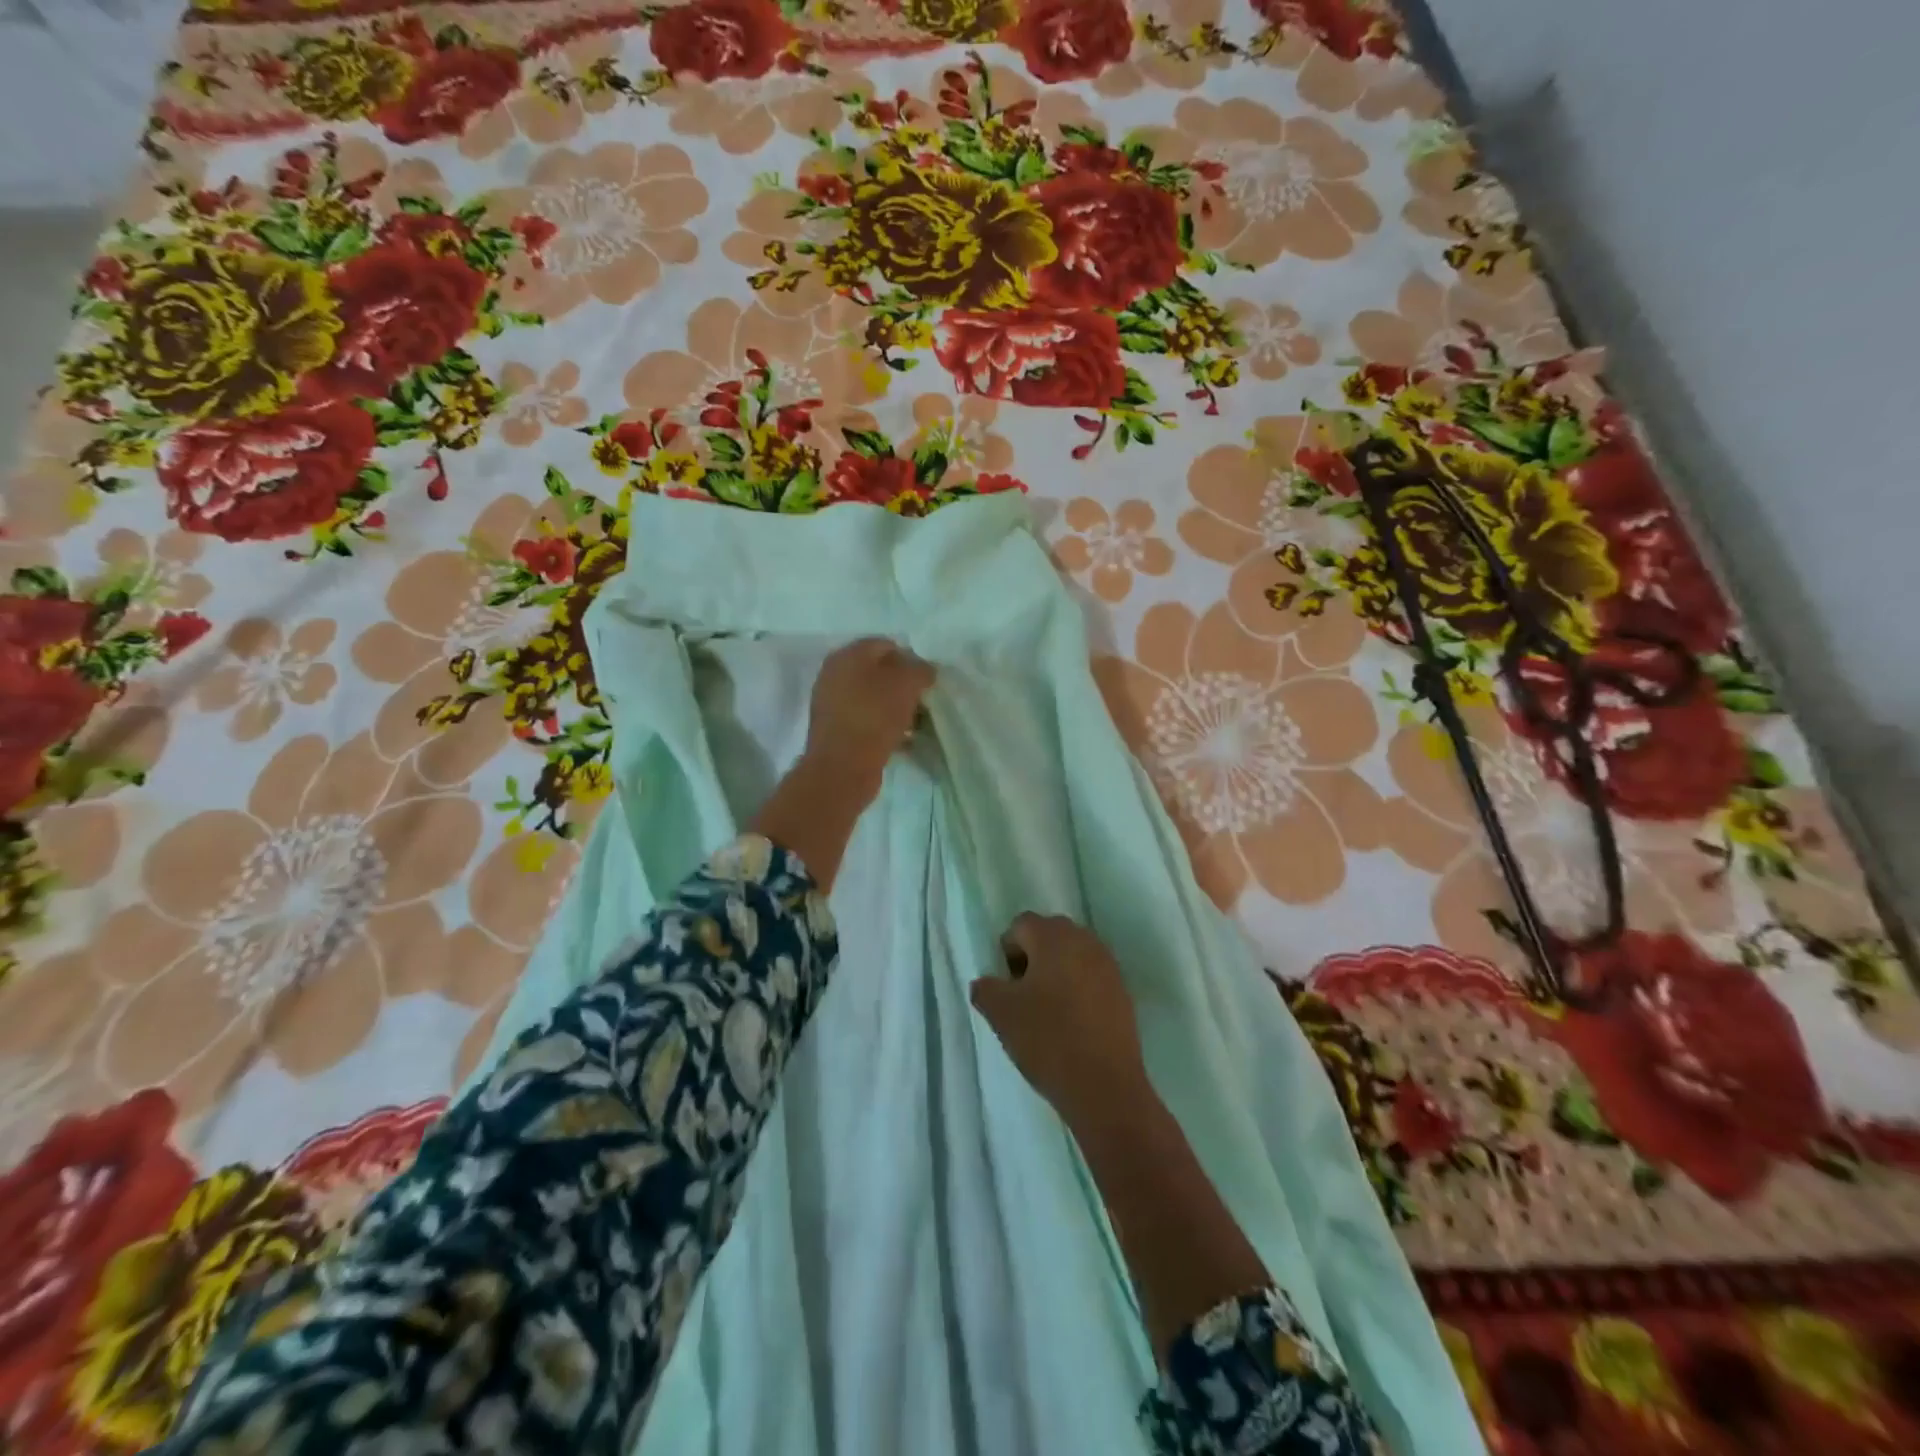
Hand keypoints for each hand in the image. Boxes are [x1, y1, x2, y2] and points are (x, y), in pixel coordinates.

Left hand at [802, 637, 934, 799]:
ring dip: (895, 707)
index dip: (910, 658)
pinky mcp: (836, 731)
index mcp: (847, 655)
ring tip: (916, 722)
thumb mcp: (906, 684)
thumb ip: (920, 670)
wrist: (842, 768)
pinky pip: (867, 721)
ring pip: (873, 698)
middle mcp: (834, 675)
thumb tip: (924, 670)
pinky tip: (904, 739)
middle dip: (903, 685)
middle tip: (923, 700)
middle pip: (878, 672)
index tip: (927, 679)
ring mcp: (832, 704)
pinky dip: (885, 726)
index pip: (885, 645)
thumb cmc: (874, 716)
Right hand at [970, 913, 1150, 1127]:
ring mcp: (1108, 965)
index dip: (1008, 951)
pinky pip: (1091, 977)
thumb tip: (987, 983)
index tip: (1006, 985)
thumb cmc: (1047, 1039)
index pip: (1021, 925)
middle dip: (1033, 957)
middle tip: (1023, 994)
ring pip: (1073, 955)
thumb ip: (985, 988)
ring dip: (1056, 972)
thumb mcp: (1000, 1013)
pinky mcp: (1123, 991)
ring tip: (1046, 1010)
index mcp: (1053, 937)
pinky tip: (1071, 1022)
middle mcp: (1084, 941)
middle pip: (1050, 935)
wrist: (1104, 1085)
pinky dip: (1077, 989)